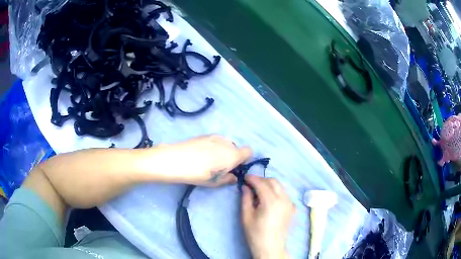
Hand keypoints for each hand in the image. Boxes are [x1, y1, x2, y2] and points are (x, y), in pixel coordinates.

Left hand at [154, 135, 251, 185]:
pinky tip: (200, 154)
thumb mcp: (215, 182)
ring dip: (222, 151)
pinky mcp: (204, 134)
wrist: (176, 160)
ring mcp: (215, 137)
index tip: (235, 168)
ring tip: (208, 159)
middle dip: (232, 156)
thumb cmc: (199, 174)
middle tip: (220, 166)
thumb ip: (228, 179)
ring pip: (225, 144)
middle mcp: (227, 143)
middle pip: (236, 148)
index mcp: (233, 155)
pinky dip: (212, 146)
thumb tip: (233, 177)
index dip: (244, 160)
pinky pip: (215, 141)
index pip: (249, 151)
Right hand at [241, 175, 294, 258]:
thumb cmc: (255, 234)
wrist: (271, 247)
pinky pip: (284, 194)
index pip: (261, 183)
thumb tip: (245, 187)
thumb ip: (246, 199)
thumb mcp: (246, 216)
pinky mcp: (292, 208)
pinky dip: (275, 192)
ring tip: (258, 192)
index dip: (252, 178)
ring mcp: (290, 203)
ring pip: (280, 186)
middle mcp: (283, 199)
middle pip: (273, 181)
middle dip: (261, 180)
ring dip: (269, 185)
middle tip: (250, 184)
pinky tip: (268, 199)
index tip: (244, 177)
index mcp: (271, 201)